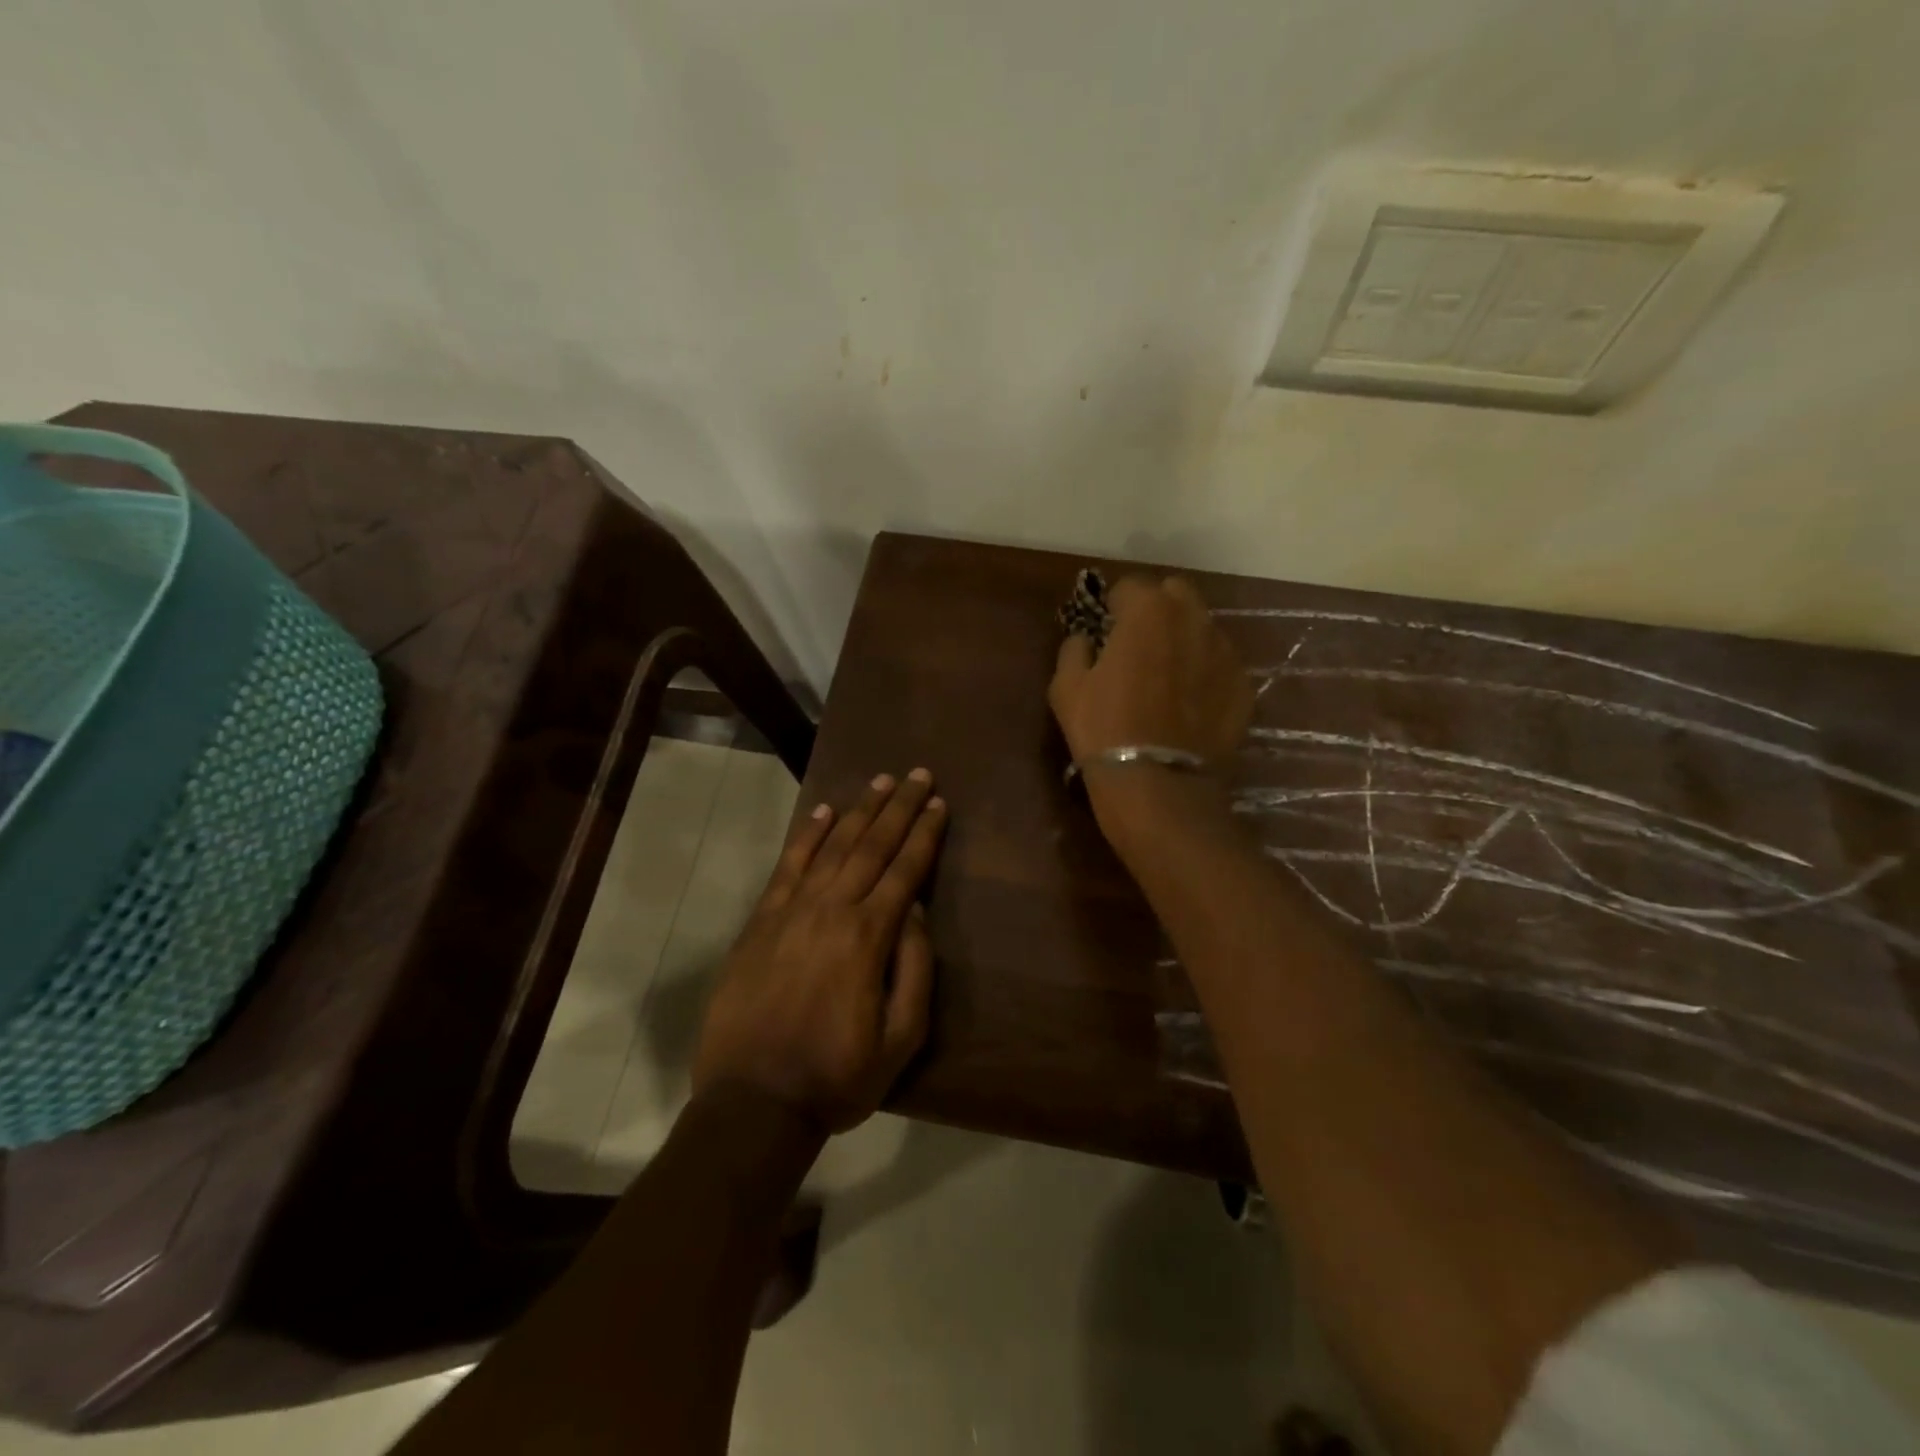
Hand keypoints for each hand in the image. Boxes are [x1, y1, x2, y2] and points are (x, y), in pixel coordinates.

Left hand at [692, 769, 947, 1133]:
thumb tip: (915, 910)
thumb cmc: (837, 1075)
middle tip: (918, 774)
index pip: (905, 871)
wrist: (754, 1101)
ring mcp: (791, 912)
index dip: (925, 834)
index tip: (939, 803)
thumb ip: (915, 969)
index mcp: (868, 937)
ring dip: (859, 811)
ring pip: (832, 847)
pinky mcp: (761, 922)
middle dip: (899, 808)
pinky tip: (823, 812)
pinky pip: (787, 867)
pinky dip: (807, 836)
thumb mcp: (901, 1040)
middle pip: (871, 846)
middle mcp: (831, 911)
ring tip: (880, 781)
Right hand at [1048, 574, 1252, 843]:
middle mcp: (1193, 619)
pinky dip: (1204, 672)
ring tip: (1166, 674)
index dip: (1113, 606)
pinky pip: (1219, 664)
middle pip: (1175, 594)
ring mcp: (1225, 652)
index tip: (1105, 629)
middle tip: (1138, 643)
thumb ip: (1075, 648)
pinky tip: (1188, 703)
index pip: (1129, 586)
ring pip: (1202, 627)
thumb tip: (1086, 639)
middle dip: (1156, 609)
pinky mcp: (1244, 686)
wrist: (1158, 784)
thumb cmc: (1103, 729)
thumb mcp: (1066, 686)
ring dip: (1183, 638)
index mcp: (1148, 610)